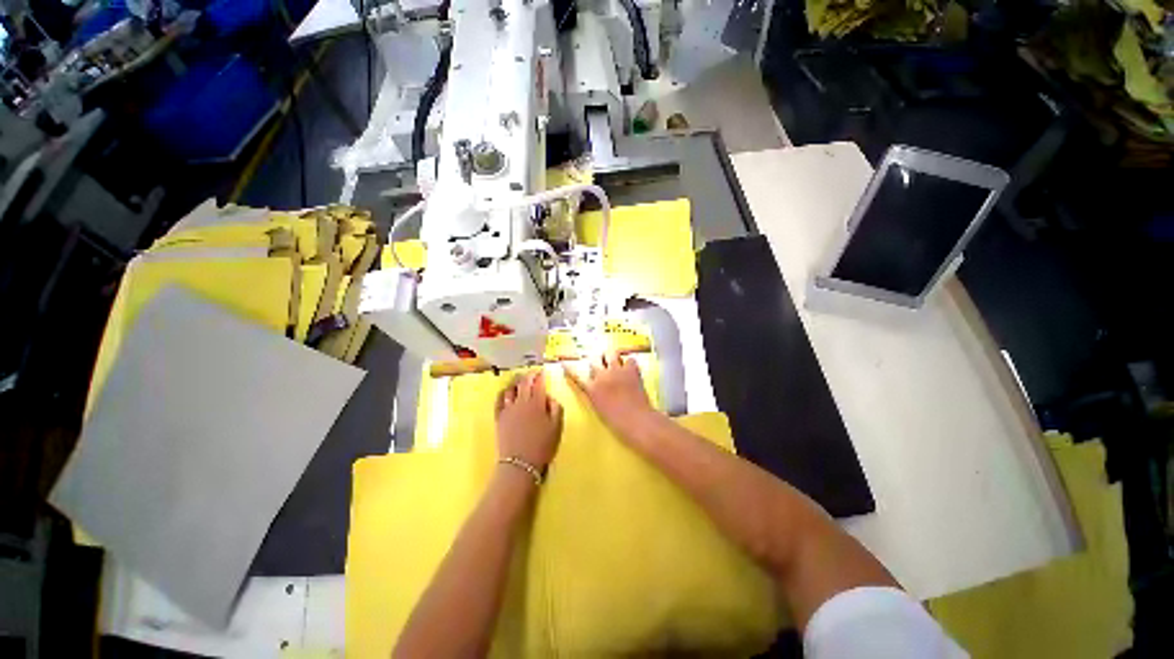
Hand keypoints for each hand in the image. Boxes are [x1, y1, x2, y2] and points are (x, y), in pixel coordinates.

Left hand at [495, 371, 562, 469]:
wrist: (520, 464)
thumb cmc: (543, 446)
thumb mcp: (557, 427)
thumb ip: (556, 409)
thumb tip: (550, 398)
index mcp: (538, 404)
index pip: (538, 384)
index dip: (540, 376)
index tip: (542, 372)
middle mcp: (522, 402)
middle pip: (524, 383)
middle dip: (528, 376)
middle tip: (532, 373)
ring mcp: (508, 409)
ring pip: (510, 389)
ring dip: (515, 382)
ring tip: (519, 381)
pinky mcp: (499, 417)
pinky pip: (499, 400)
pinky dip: (502, 393)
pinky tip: (505, 392)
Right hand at [564, 351, 661, 444]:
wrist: (637, 420)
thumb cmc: (617, 422)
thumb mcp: (599, 409)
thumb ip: (594, 396)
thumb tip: (594, 388)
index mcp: (592, 389)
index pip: (576, 375)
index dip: (569, 368)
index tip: (563, 362)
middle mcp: (602, 376)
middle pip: (593, 360)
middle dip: (595, 360)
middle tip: (599, 362)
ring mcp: (617, 371)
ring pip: (610, 353)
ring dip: (611, 356)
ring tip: (613, 359)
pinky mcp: (632, 370)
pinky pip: (629, 359)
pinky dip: (629, 362)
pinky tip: (630, 367)